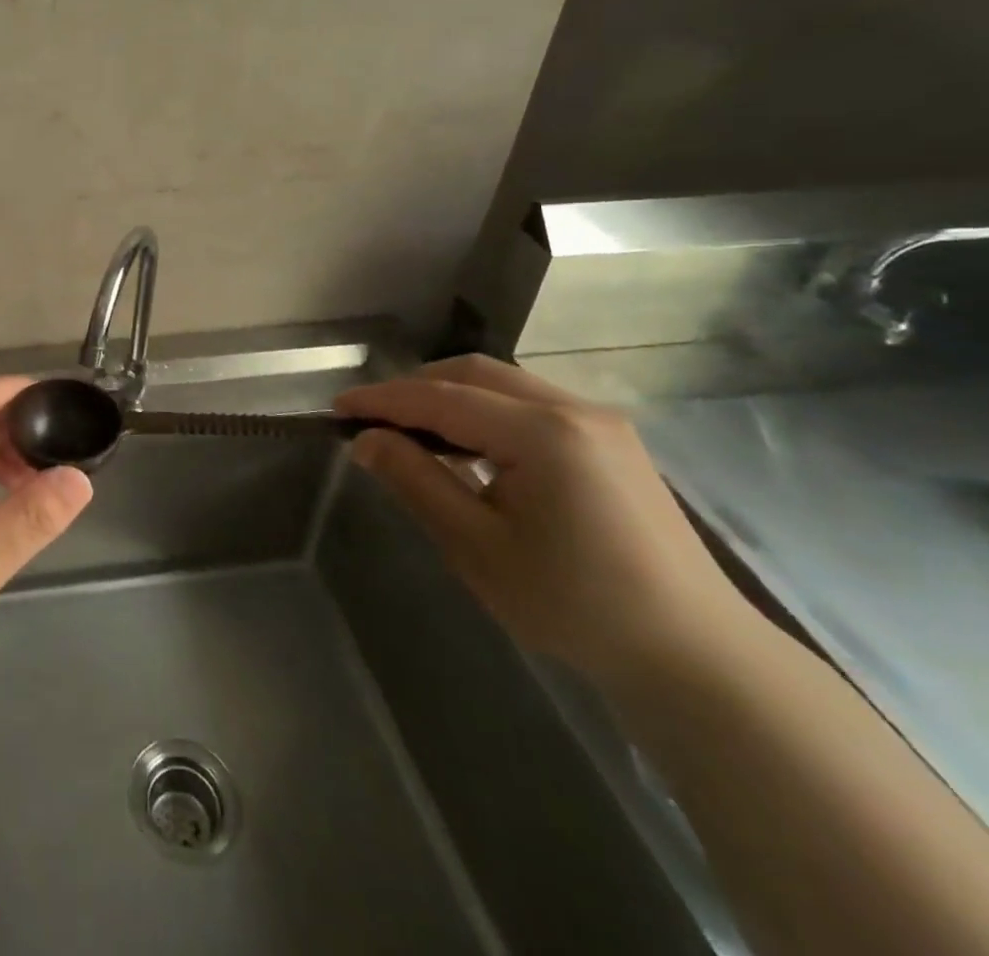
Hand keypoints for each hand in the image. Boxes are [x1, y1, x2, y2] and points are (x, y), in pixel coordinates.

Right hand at [336, 355, 748, 691]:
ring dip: (449, 396)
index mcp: (542, 432)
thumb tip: (366, 439)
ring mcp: (600, 422)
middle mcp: (574, 410)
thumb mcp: (477, 546)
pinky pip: (531, 404)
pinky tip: (469, 448)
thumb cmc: (574, 605)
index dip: (382, 400)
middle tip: (371, 419)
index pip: (440, 398)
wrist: (695, 657)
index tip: (336, 409)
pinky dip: (485, 411)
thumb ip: (416, 481)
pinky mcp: (612, 441)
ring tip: (411, 433)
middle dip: (414, 388)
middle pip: (473, 373)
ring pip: (503, 384)